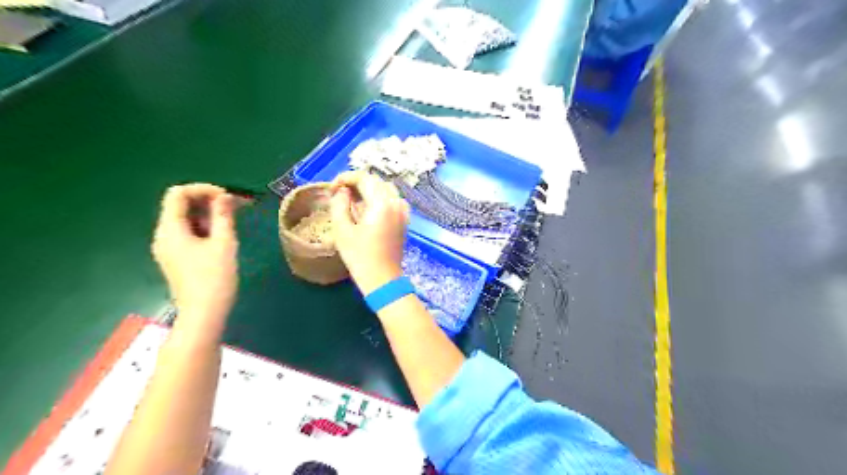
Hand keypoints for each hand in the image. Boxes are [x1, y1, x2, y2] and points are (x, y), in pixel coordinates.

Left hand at [150, 184, 238, 323]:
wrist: (203, 313)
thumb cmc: (214, 278)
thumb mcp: (224, 243)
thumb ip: (223, 216)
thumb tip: (224, 196)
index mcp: (170, 229)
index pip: (178, 194)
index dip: (203, 189)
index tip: (227, 197)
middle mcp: (164, 235)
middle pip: (180, 205)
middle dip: (207, 201)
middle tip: (235, 206)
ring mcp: (168, 247)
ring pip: (186, 219)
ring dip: (208, 214)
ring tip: (232, 220)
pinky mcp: (177, 257)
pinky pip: (188, 232)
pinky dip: (204, 227)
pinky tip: (222, 235)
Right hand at [330, 173, 409, 294]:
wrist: (383, 278)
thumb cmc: (360, 256)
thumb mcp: (342, 230)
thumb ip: (339, 204)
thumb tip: (342, 191)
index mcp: (381, 204)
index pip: (364, 178)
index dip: (346, 178)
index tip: (333, 187)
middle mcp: (396, 203)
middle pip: (376, 181)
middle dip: (357, 182)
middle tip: (340, 193)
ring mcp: (403, 211)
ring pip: (386, 188)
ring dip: (369, 188)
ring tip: (352, 199)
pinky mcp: (404, 219)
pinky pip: (393, 199)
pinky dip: (379, 197)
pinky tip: (368, 208)